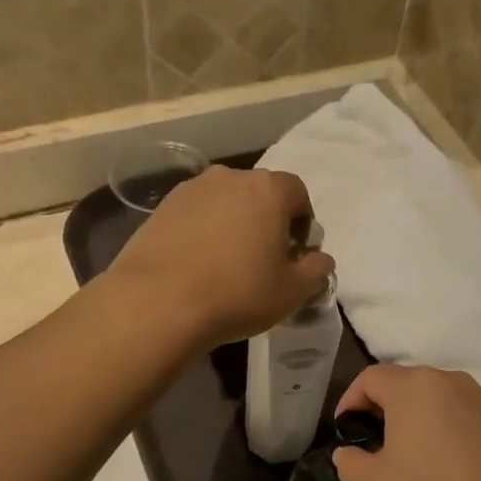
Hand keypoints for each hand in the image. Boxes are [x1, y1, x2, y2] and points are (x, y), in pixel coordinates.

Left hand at [106, 166, 335, 351]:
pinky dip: (204, 231)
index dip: (303, 221)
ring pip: (225, 202)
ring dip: (233, 224)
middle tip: (264, 258)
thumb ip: (315, 271)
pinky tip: (199, 264)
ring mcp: (191, 189)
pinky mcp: (161, 207)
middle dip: (268, 220)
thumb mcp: (291, 292)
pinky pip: (196, 214)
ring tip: (228, 262)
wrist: (158, 302)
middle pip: (260, 193)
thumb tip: (321, 259)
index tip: (296, 252)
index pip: (297, 193)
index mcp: (268, 190)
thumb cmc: (238, 293)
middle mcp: (230, 177)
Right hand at [332, 366, 480, 480]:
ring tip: (415, 456)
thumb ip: (350, 463)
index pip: (371, 378)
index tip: (346, 429)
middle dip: (387, 408)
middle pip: (409, 384)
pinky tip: (453, 468)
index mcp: (415, 388)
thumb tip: (348, 453)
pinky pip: (469, 418)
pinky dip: (453, 432)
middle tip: (376, 443)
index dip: (351, 399)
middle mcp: (452, 382)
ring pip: (442, 400)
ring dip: (422, 419)